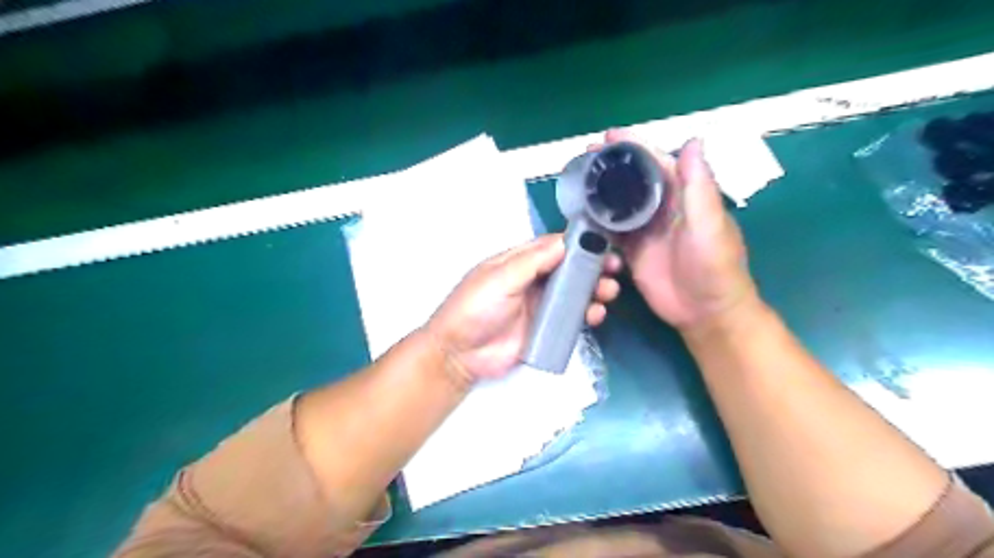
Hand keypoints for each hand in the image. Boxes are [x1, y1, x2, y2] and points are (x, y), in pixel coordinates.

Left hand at [424, 233, 619, 380]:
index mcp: (520, 262)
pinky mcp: (546, 330)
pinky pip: (571, 318)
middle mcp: (533, 280)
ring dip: (594, 290)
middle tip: (613, 269)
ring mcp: (541, 306)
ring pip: (574, 293)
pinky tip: (595, 314)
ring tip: (608, 292)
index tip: (604, 244)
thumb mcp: (500, 278)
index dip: (579, 244)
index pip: (554, 247)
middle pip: (569, 269)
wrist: (460, 354)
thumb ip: (532, 261)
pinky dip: (586, 314)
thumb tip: (565, 241)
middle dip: (593, 267)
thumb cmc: (475, 308)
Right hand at [593, 128, 757, 334]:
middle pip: (634, 181)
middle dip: (612, 166)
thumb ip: (698, 186)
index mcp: (684, 196)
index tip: (611, 136)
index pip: (657, 163)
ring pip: (620, 204)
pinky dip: (599, 223)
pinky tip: (582, 215)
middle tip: (587, 155)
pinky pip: (613, 233)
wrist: (706, 311)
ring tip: (579, 180)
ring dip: (602, 192)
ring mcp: (646, 232)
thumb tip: (692, 141)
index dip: (635, 148)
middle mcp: (663, 209)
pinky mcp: (633, 253)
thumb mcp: (709, 224)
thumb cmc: (715, 266)